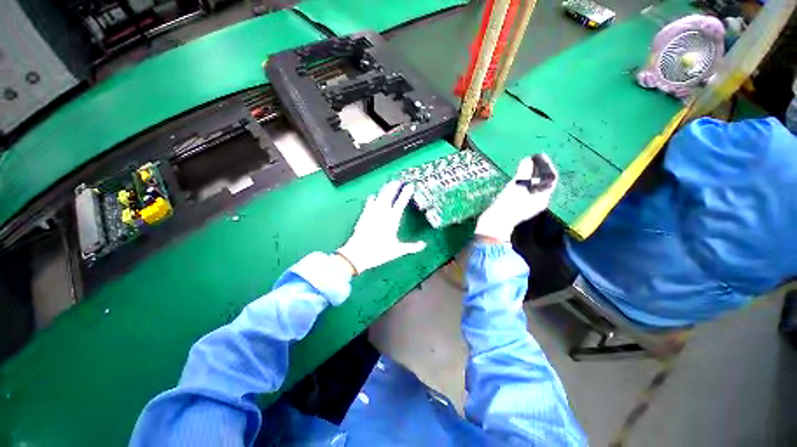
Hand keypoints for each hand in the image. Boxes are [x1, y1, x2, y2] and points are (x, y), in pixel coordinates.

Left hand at [337, 181, 426, 273]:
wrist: (357, 254)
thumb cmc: (379, 252)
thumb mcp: (397, 251)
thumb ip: (411, 247)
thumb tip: (423, 245)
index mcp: (392, 220)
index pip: (401, 203)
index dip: (406, 193)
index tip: (410, 186)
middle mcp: (382, 213)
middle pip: (389, 195)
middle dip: (394, 187)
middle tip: (399, 181)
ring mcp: (372, 213)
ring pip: (379, 197)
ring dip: (384, 189)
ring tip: (389, 184)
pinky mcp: (364, 216)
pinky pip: (369, 203)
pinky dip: (372, 198)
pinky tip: (373, 195)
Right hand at [475, 154, 557, 241]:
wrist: (496, 222)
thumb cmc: (509, 204)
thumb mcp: (517, 185)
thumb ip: (524, 172)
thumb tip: (528, 160)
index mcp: (542, 197)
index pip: (550, 178)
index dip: (546, 165)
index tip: (538, 155)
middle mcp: (538, 201)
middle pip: (542, 182)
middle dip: (538, 169)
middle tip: (531, 158)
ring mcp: (528, 205)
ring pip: (533, 187)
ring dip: (530, 175)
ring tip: (524, 165)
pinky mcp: (518, 206)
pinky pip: (525, 191)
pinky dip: (523, 182)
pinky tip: (516, 178)